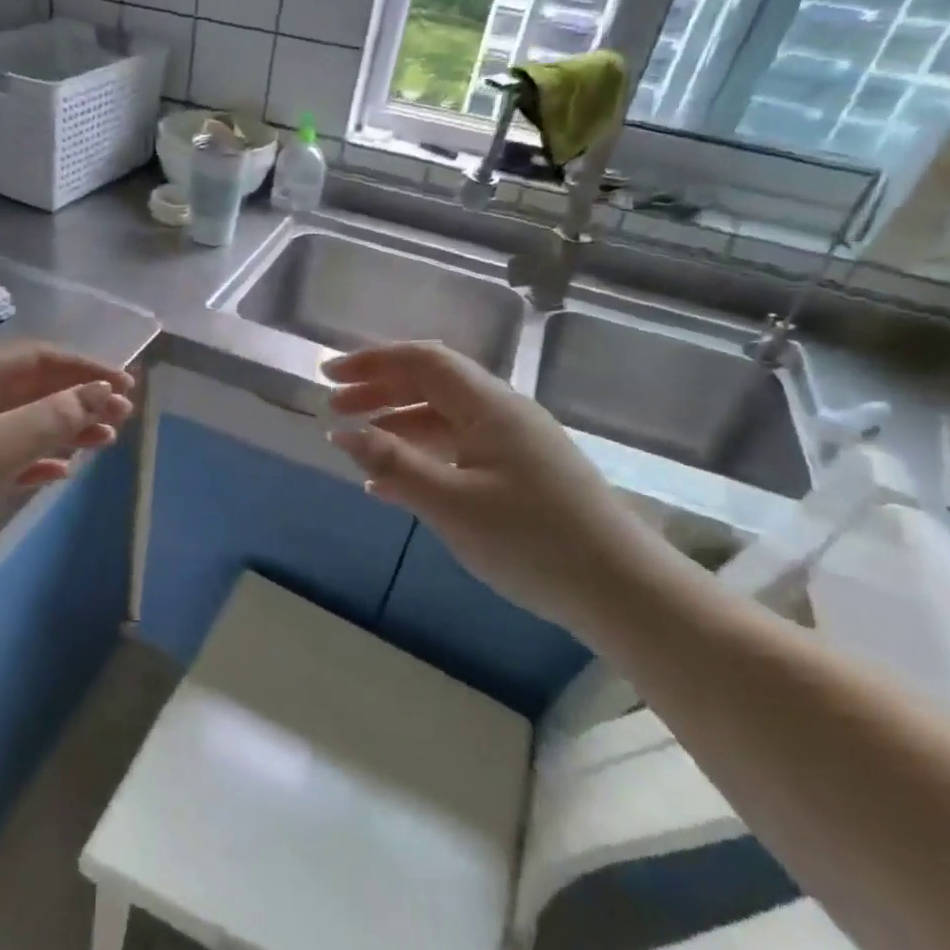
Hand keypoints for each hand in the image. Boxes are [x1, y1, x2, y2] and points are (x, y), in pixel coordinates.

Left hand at [0, 343, 135, 563]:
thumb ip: (51, 418)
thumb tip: (101, 393)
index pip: (39, 358)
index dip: (85, 368)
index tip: (126, 387)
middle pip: (32, 388)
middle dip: (79, 399)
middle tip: (122, 419)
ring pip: (21, 423)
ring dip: (63, 429)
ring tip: (103, 443)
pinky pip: (4, 456)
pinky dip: (34, 459)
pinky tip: (59, 471)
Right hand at [324, 343, 672, 637]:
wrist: (620, 588)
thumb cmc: (531, 539)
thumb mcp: (450, 503)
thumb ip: (393, 464)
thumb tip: (341, 433)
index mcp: (489, 406)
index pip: (423, 361)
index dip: (372, 361)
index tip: (329, 376)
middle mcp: (502, 413)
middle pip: (431, 383)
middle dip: (379, 389)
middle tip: (334, 406)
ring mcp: (514, 443)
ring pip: (443, 417)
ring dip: (397, 422)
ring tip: (357, 442)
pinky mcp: (520, 473)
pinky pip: (458, 448)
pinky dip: (421, 454)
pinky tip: (393, 483)